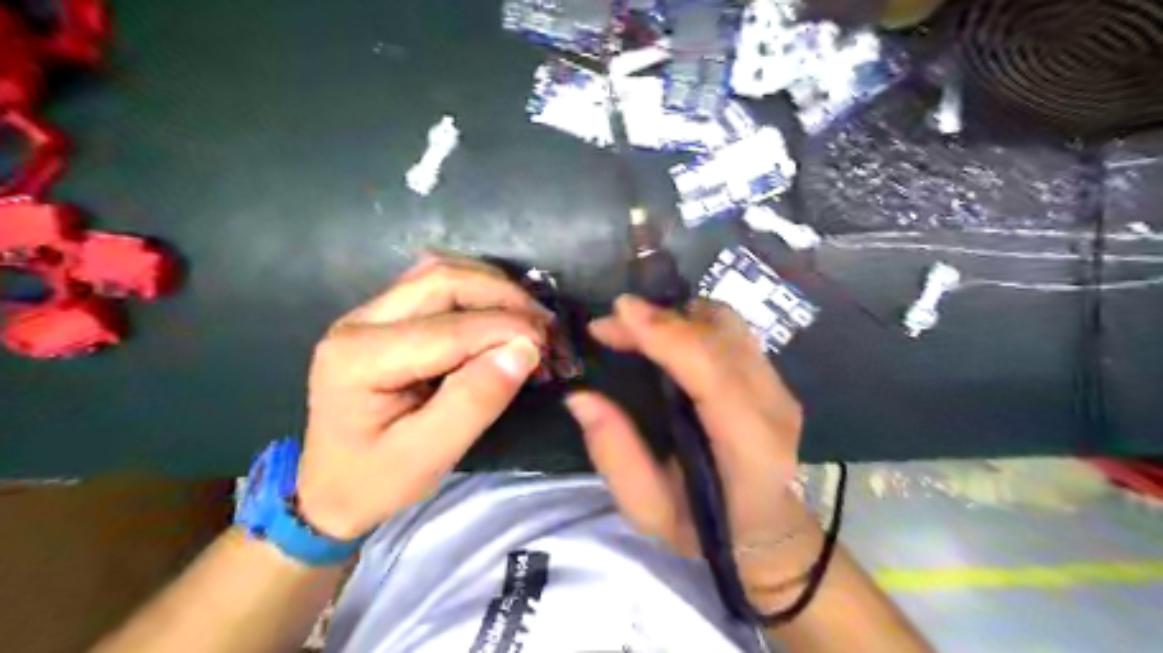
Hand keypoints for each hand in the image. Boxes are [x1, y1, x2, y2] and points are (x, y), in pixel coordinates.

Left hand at [295, 255, 550, 539]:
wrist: (328, 488)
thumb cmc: (374, 481)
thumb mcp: (427, 457)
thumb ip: (474, 402)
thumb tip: (524, 350)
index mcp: (360, 359)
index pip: (449, 330)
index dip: (506, 330)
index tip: (548, 347)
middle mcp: (359, 322)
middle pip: (442, 281)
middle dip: (503, 297)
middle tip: (544, 326)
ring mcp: (368, 313)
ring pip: (440, 273)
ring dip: (492, 288)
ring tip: (529, 317)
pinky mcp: (384, 316)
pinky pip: (435, 284)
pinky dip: (477, 291)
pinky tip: (500, 311)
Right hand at [566, 295, 810, 605]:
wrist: (766, 531)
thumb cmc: (705, 528)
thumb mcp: (648, 510)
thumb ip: (615, 454)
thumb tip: (581, 397)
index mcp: (748, 447)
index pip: (712, 373)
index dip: (667, 334)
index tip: (620, 312)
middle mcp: (773, 407)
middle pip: (721, 336)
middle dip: (661, 318)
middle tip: (612, 324)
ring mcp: (779, 387)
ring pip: (730, 325)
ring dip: (677, 315)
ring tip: (635, 326)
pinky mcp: (774, 377)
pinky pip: (733, 332)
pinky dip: (693, 322)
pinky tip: (665, 335)